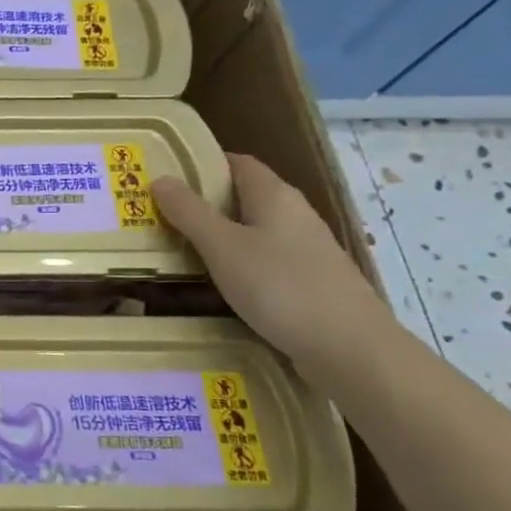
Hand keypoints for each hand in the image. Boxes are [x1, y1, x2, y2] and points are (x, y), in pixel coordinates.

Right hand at [151, 153, 392, 371]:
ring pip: (255, 230)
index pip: (239, 163)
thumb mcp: (223, 247)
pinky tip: (219, 281)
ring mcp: (307, 249)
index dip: (204, 163)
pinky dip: (239, 261)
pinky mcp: (310, 281)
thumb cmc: (280, 286)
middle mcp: (295, 215)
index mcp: (276, 196)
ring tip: (181, 245)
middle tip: (161, 212)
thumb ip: (190, 213)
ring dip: (221, 233)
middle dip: (206, 201)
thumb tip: (160, 179)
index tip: (167, 173)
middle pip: (246, 196)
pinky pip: (265, 258)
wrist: (349, 348)